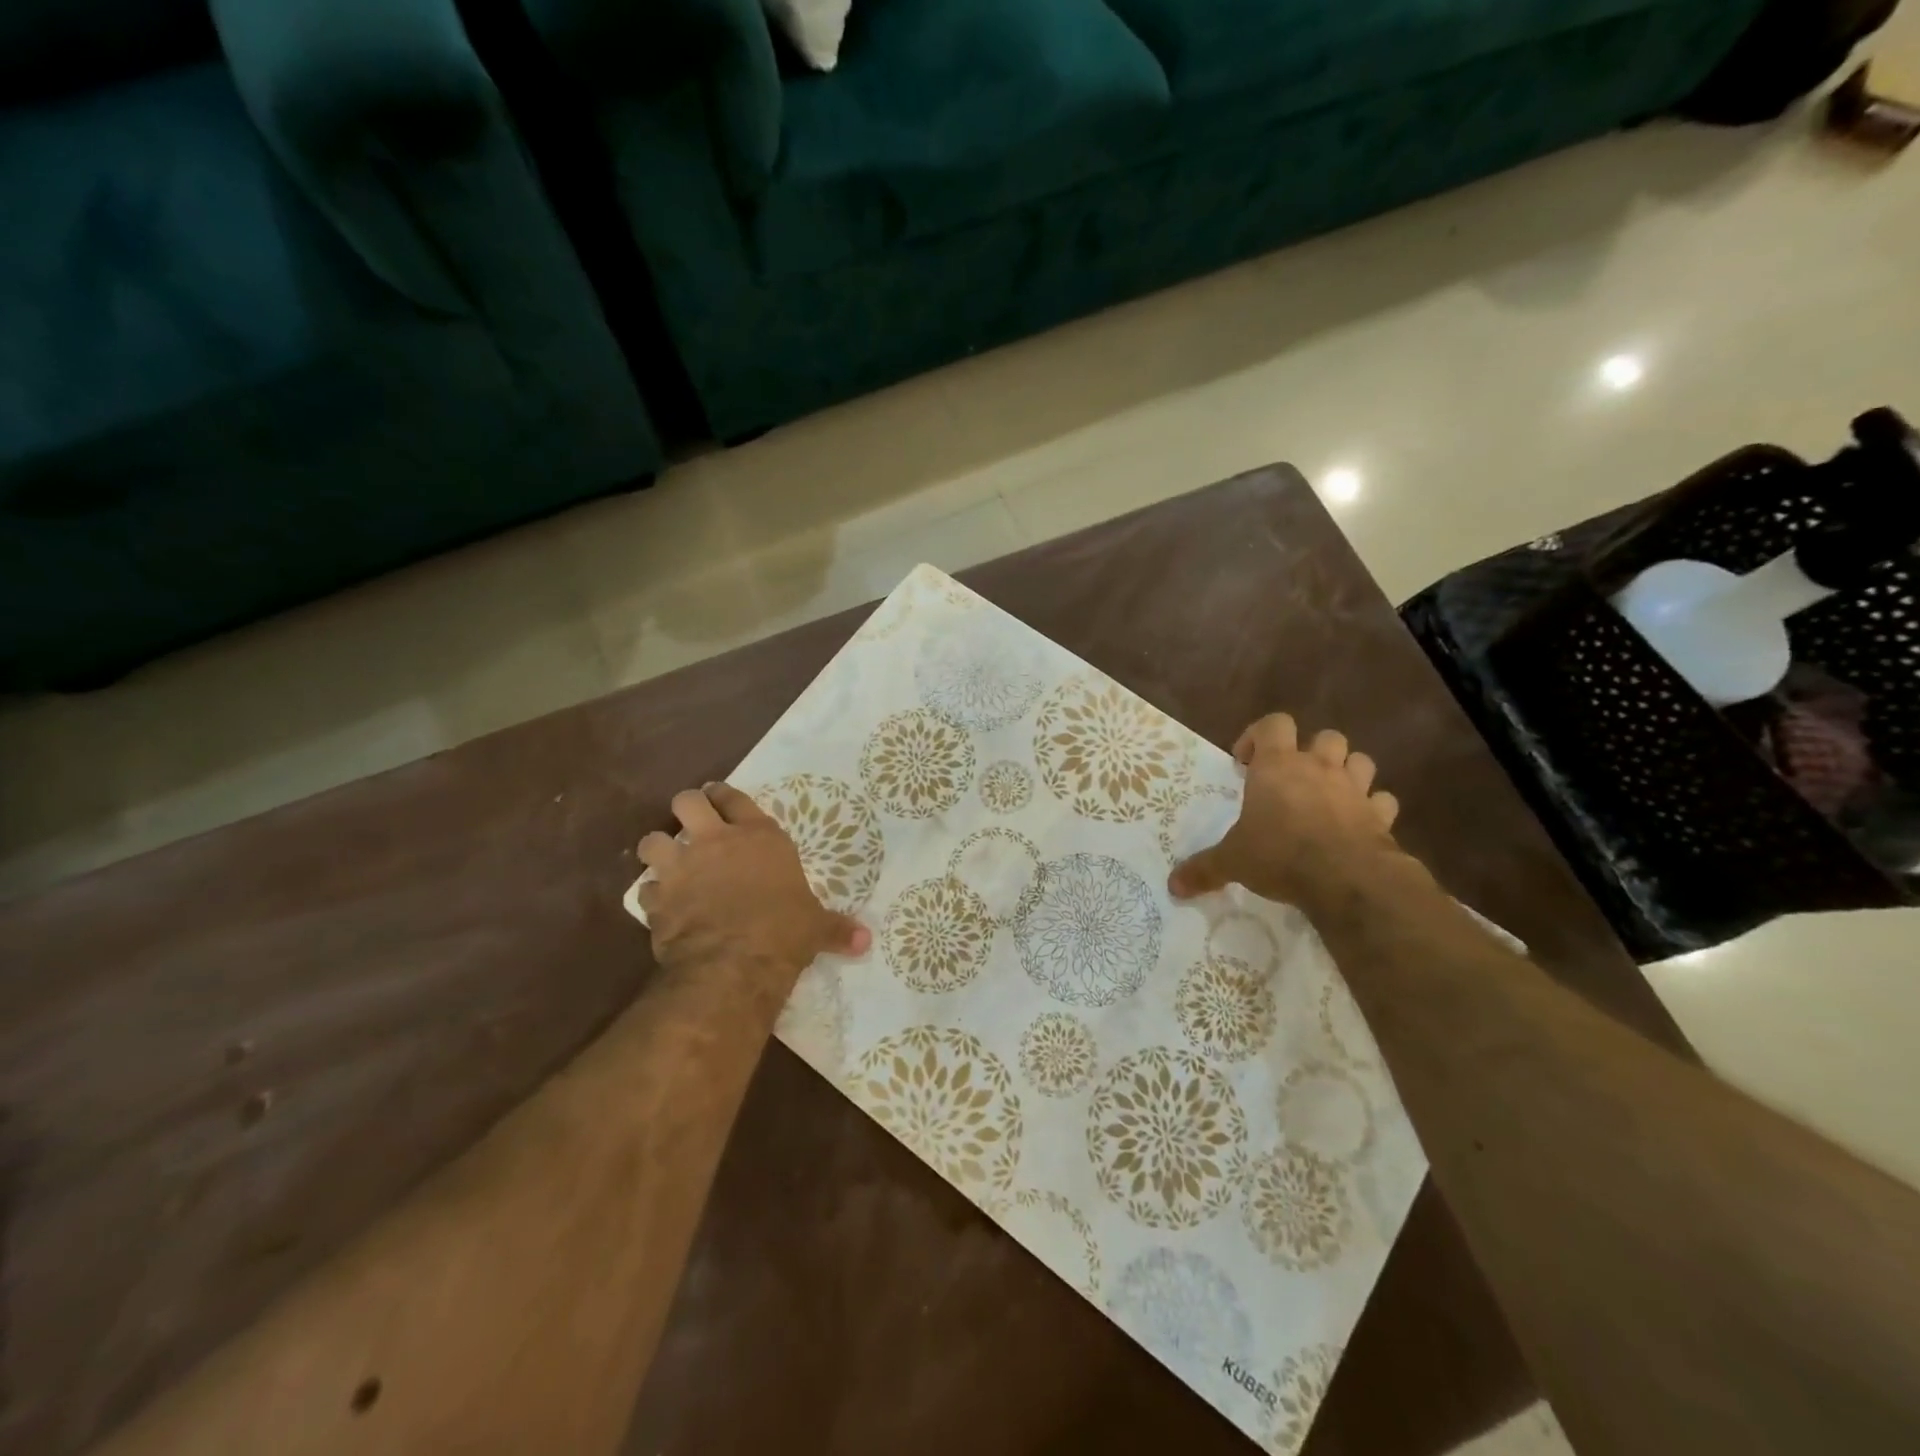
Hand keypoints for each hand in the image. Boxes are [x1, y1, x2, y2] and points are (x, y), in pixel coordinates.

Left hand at [638, 784, 870, 988]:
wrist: (733, 965)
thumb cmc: (783, 932)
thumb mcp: (816, 927)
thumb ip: (836, 928)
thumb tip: (866, 940)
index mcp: (759, 837)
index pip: (734, 797)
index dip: (724, 795)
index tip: (719, 799)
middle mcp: (716, 842)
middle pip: (687, 802)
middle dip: (687, 808)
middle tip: (692, 822)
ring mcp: (682, 868)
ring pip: (652, 839)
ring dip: (657, 849)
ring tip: (666, 861)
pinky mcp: (658, 899)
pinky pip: (645, 888)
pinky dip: (652, 894)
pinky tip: (660, 904)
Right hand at [1169, 714, 1403, 909]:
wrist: (1346, 878)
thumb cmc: (1280, 854)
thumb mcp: (1232, 861)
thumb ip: (1204, 869)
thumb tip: (1172, 886)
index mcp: (1277, 766)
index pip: (1273, 724)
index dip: (1259, 735)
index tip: (1245, 762)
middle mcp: (1318, 768)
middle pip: (1326, 737)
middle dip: (1311, 752)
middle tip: (1293, 779)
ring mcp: (1354, 789)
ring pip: (1360, 761)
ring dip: (1347, 772)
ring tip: (1329, 795)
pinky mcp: (1381, 816)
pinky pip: (1382, 801)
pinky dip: (1372, 808)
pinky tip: (1359, 824)